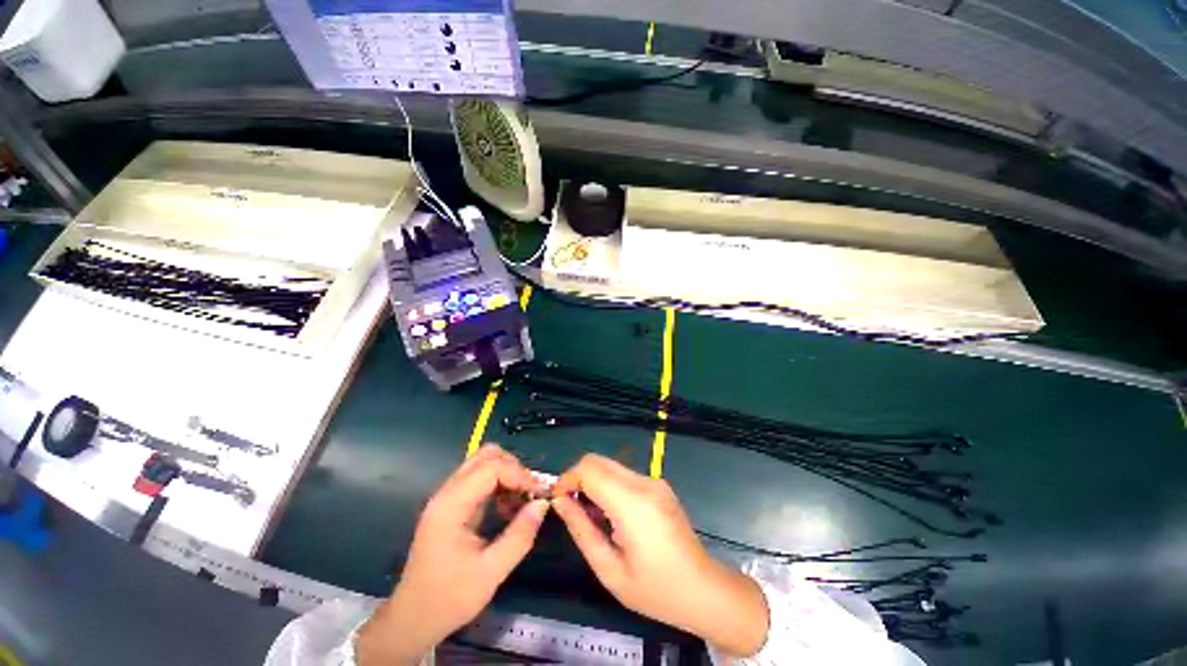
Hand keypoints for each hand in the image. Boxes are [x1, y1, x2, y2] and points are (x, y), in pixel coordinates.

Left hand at [358, 445, 548, 664]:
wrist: (412, 619)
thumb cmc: (449, 598)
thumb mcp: (491, 572)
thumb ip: (520, 535)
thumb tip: (543, 504)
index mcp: (451, 506)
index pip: (491, 467)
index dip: (519, 474)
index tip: (539, 493)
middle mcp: (448, 493)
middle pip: (486, 456)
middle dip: (514, 468)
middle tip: (529, 493)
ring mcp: (448, 497)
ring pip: (483, 464)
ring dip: (507, 475)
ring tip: (521, 502)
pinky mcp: (452, 505)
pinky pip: (480, 479)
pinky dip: (499, 485)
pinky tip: (507, 508)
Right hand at [552, 455, 768, 657]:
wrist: (704, 590)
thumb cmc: (656, 590)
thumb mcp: (610, 570)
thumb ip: (581, 530)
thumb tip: (559, 502)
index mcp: (632, 503)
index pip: (589, 469)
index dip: (567, 479)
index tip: (557, 500)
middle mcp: (644, 482)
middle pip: (598, 460)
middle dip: (577, 477)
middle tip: (570, 507)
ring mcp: (654, 481)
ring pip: (610, 465)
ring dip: (593, 482)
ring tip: (591, 516)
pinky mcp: (658, 484)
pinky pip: (623, 475)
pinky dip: (608, 486)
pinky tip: (611, 515)